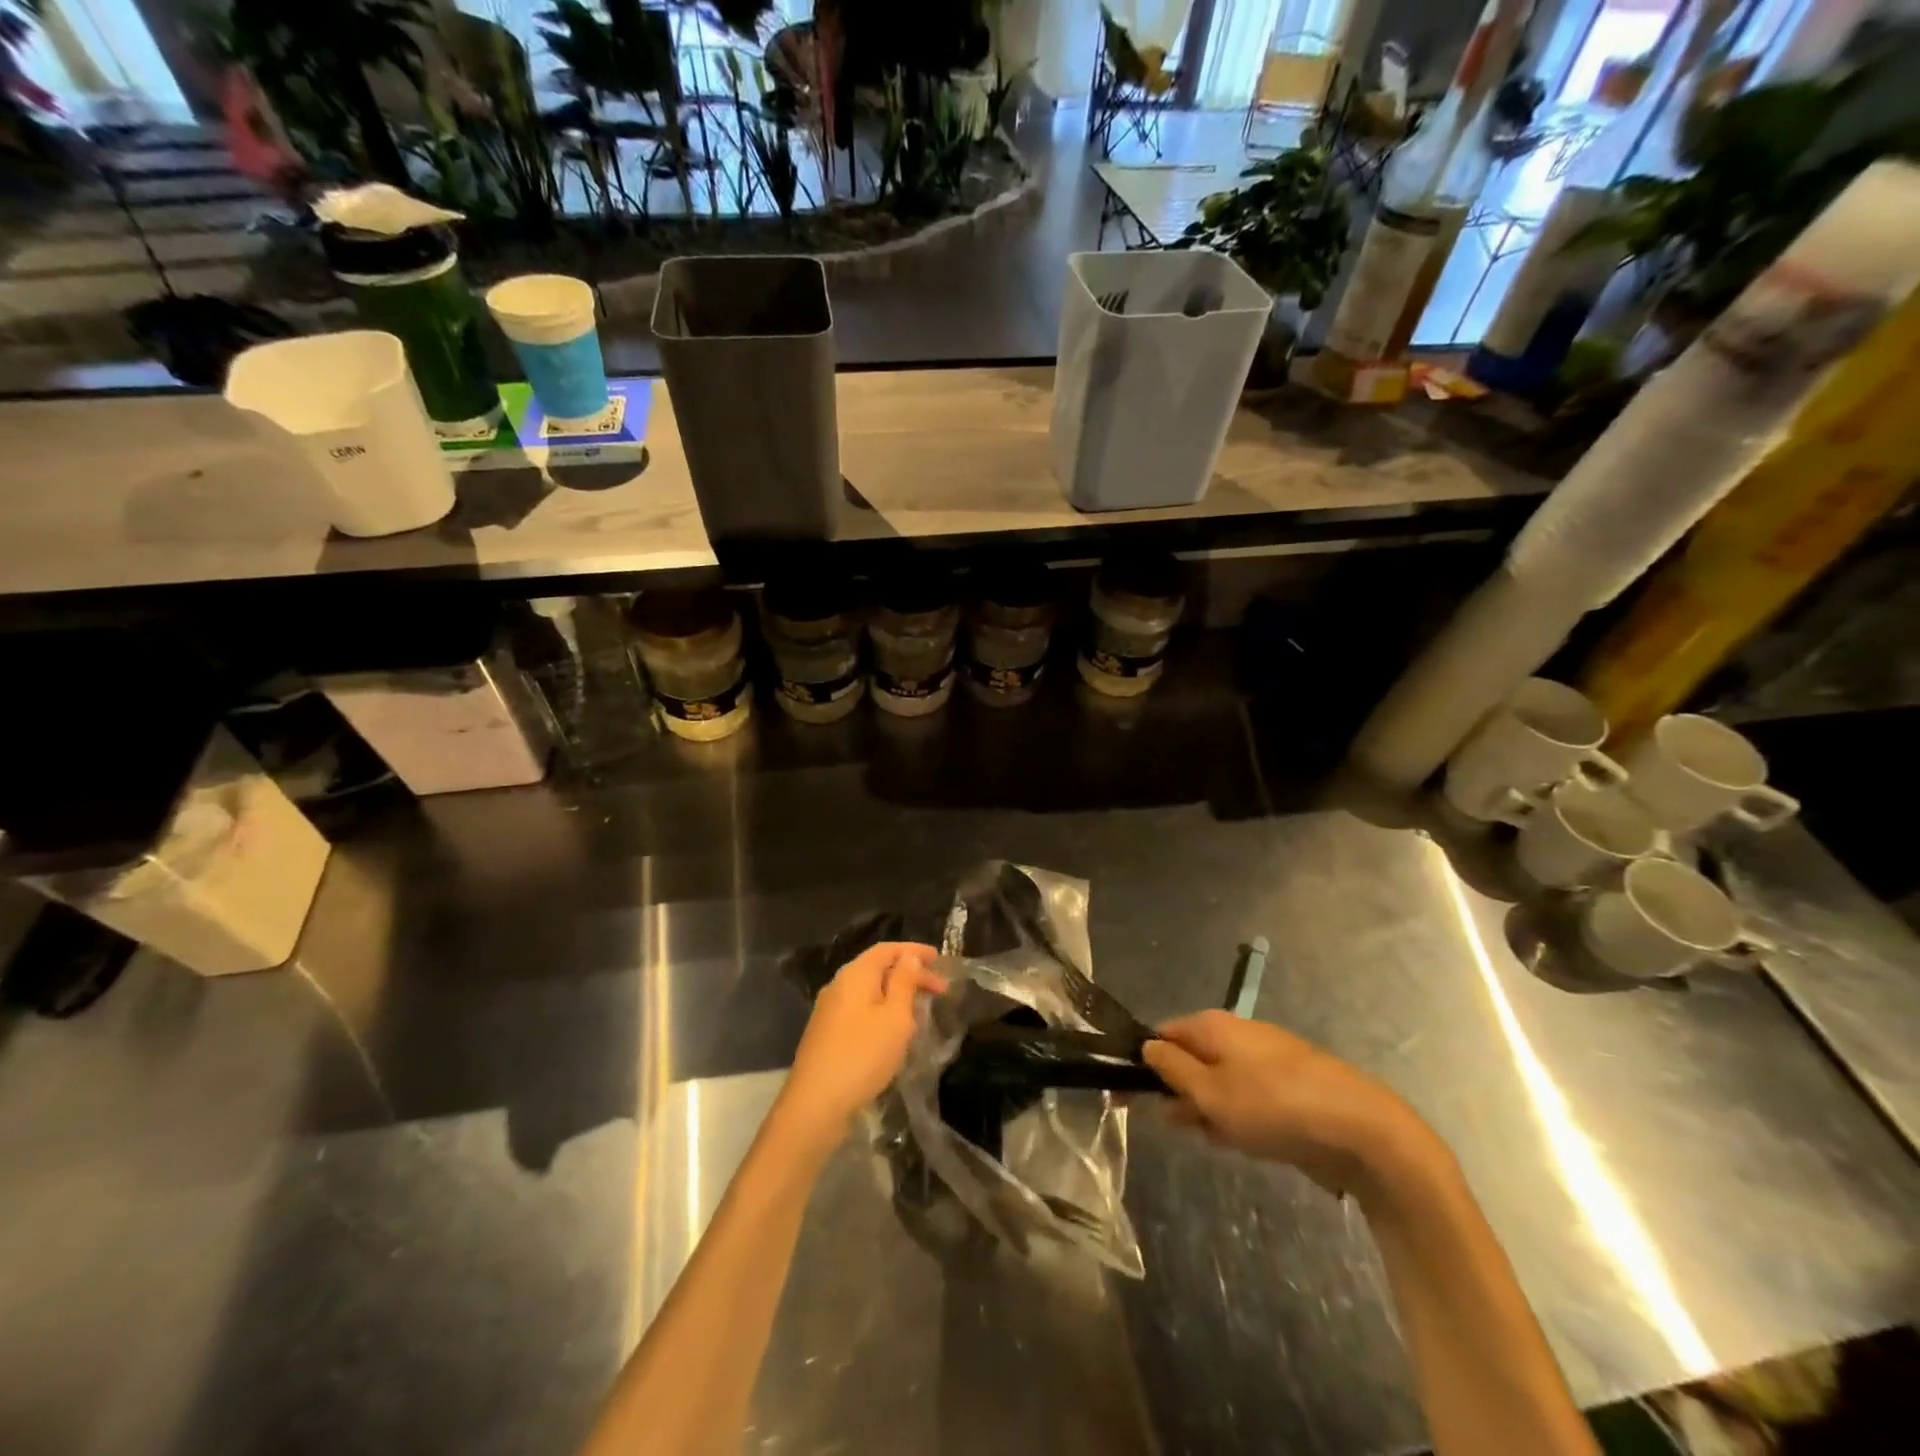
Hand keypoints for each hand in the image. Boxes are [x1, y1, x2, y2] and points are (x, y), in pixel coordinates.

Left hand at [776, 942, 947, 1144]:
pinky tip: (894, 1033)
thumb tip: (909, 957)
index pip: (887, 949)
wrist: (816, 1104)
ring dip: (897, 996)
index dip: (914, 951)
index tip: (939, 959)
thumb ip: (903, 982)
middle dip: (910, 976)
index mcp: (855, 974)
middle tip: (940, 990)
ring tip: (921, 1011)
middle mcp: (839, 986)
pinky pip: (860, 1011)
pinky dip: (882, 1012)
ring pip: (870, 992)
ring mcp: (830, 1011)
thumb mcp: (895, 1017)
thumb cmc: (863, 1054)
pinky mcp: (827, 1034)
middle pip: (878, 969)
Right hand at [1143, 1011, 1425, 1197]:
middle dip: (1176, 1090)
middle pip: (1191, 1057)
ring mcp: (1266, 1061)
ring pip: (1219, 1081)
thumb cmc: (1274, 1106)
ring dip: (1206, 1107)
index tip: (1127, 1096)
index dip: (1143, 1063)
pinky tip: (1239, 1141)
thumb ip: (1173, 1069)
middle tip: (1169, 1124)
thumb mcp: (1211, 1093)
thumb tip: (1147, 1047)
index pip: (1163, 1034)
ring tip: (1207, 1138)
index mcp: (1213, 1026)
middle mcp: (1237, 1034)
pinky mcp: (1289, 1089)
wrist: (1362, 1130)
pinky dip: (1236, 1116)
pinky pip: (1247, 1097)